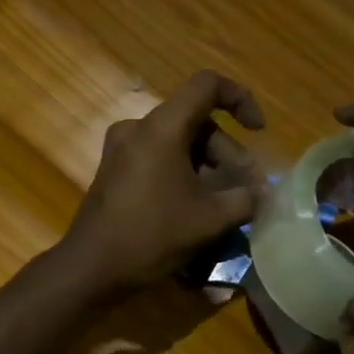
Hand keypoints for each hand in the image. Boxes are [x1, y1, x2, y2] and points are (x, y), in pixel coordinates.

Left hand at [58, 71, 265, 297]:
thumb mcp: (210, 219)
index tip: (258, 130)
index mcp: (162, 127)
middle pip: (194, 121)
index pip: (207, 85)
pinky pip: (157, 158)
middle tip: (248, 187)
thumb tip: (261, 194)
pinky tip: (196, 205)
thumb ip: (245, 199)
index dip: (240, 99)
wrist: (92, 267)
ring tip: (227, 201)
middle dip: (228, 152)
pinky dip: (182, 172)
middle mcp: (138, 128)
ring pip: (176, 142)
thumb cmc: (153, 235)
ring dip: (207, 165)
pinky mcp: (113, 170)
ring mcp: (121, 149)